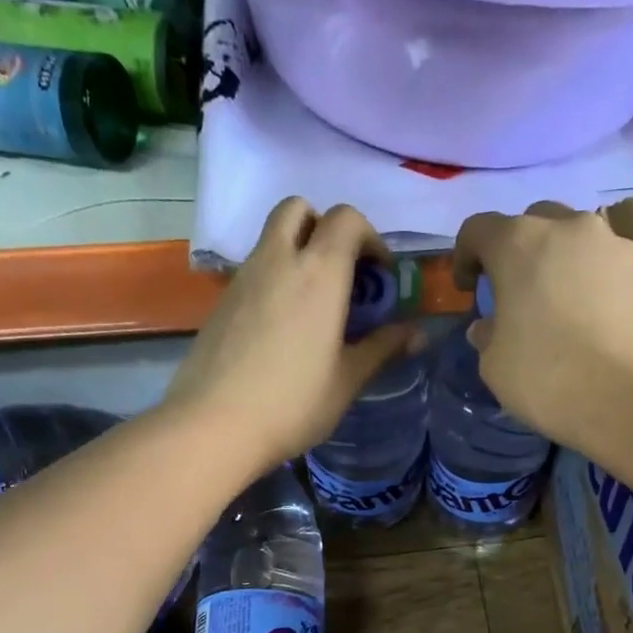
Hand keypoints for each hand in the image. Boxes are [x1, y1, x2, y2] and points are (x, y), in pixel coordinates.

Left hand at [164, 198, 422, 474]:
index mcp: (319, 273)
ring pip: (272, 236)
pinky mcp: (222, 301)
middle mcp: (278, 260)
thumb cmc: (293, 403)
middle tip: (342, 273)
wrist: (215, 424)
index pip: (347, 219)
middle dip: (325, 227)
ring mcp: (244, 277)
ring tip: (315, 304)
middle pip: (299, 209)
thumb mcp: (347, 380)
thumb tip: (418, 334)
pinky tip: (282, 327)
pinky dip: (275, 278)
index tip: (380, 276)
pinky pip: (254, 268)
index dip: (370, 238)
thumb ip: (383, 349)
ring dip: (298, 251)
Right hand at [453, 203, 632, 454]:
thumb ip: (487, 335)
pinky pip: (606, 262)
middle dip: (517, 252)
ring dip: (559, 261)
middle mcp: (567, 227)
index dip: (466, 256)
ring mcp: (612, 242)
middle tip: (516, 292)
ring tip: (559, 304)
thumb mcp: (495, 366)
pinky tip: (594, 318)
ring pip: (574, 239)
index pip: (478, 229)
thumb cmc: (549, 379)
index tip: (469, 289)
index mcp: (518, 244)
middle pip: (532, 223)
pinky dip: (593, 280)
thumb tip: (490, 326)